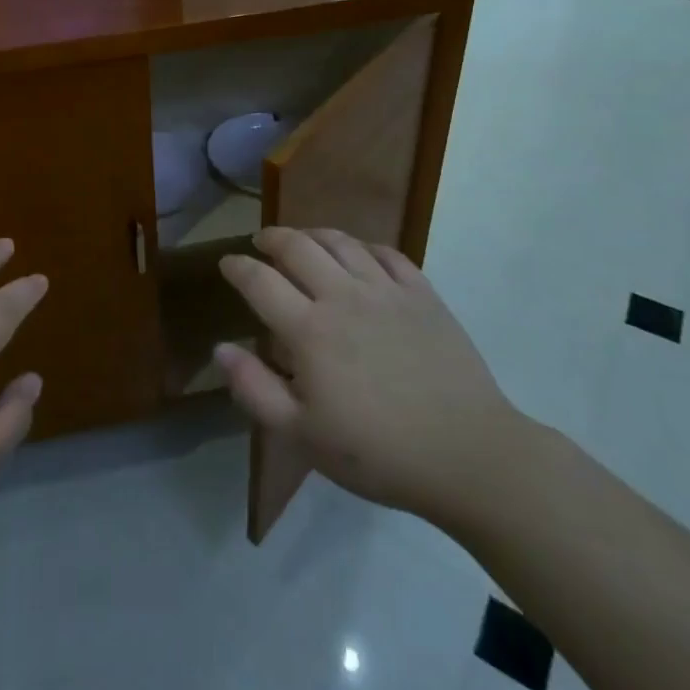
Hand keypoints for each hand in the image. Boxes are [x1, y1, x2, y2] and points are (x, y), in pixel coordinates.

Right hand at [216, 227, 523, 535]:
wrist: (468, 455)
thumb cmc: (378, 453)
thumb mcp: (302, 435)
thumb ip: (254, 389)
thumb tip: (220, 348)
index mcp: (309, 330)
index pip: (260, 281)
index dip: (237, 267)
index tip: (226, 263)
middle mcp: (344, 297)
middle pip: (298, 246)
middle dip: (272, 238)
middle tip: (261, 241)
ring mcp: (386, 291)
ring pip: (341, 242)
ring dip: (313, 234)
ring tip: (303, 239)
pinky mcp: (423, 294)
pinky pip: (387, 253)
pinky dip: (363, 246)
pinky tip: (358, 253)